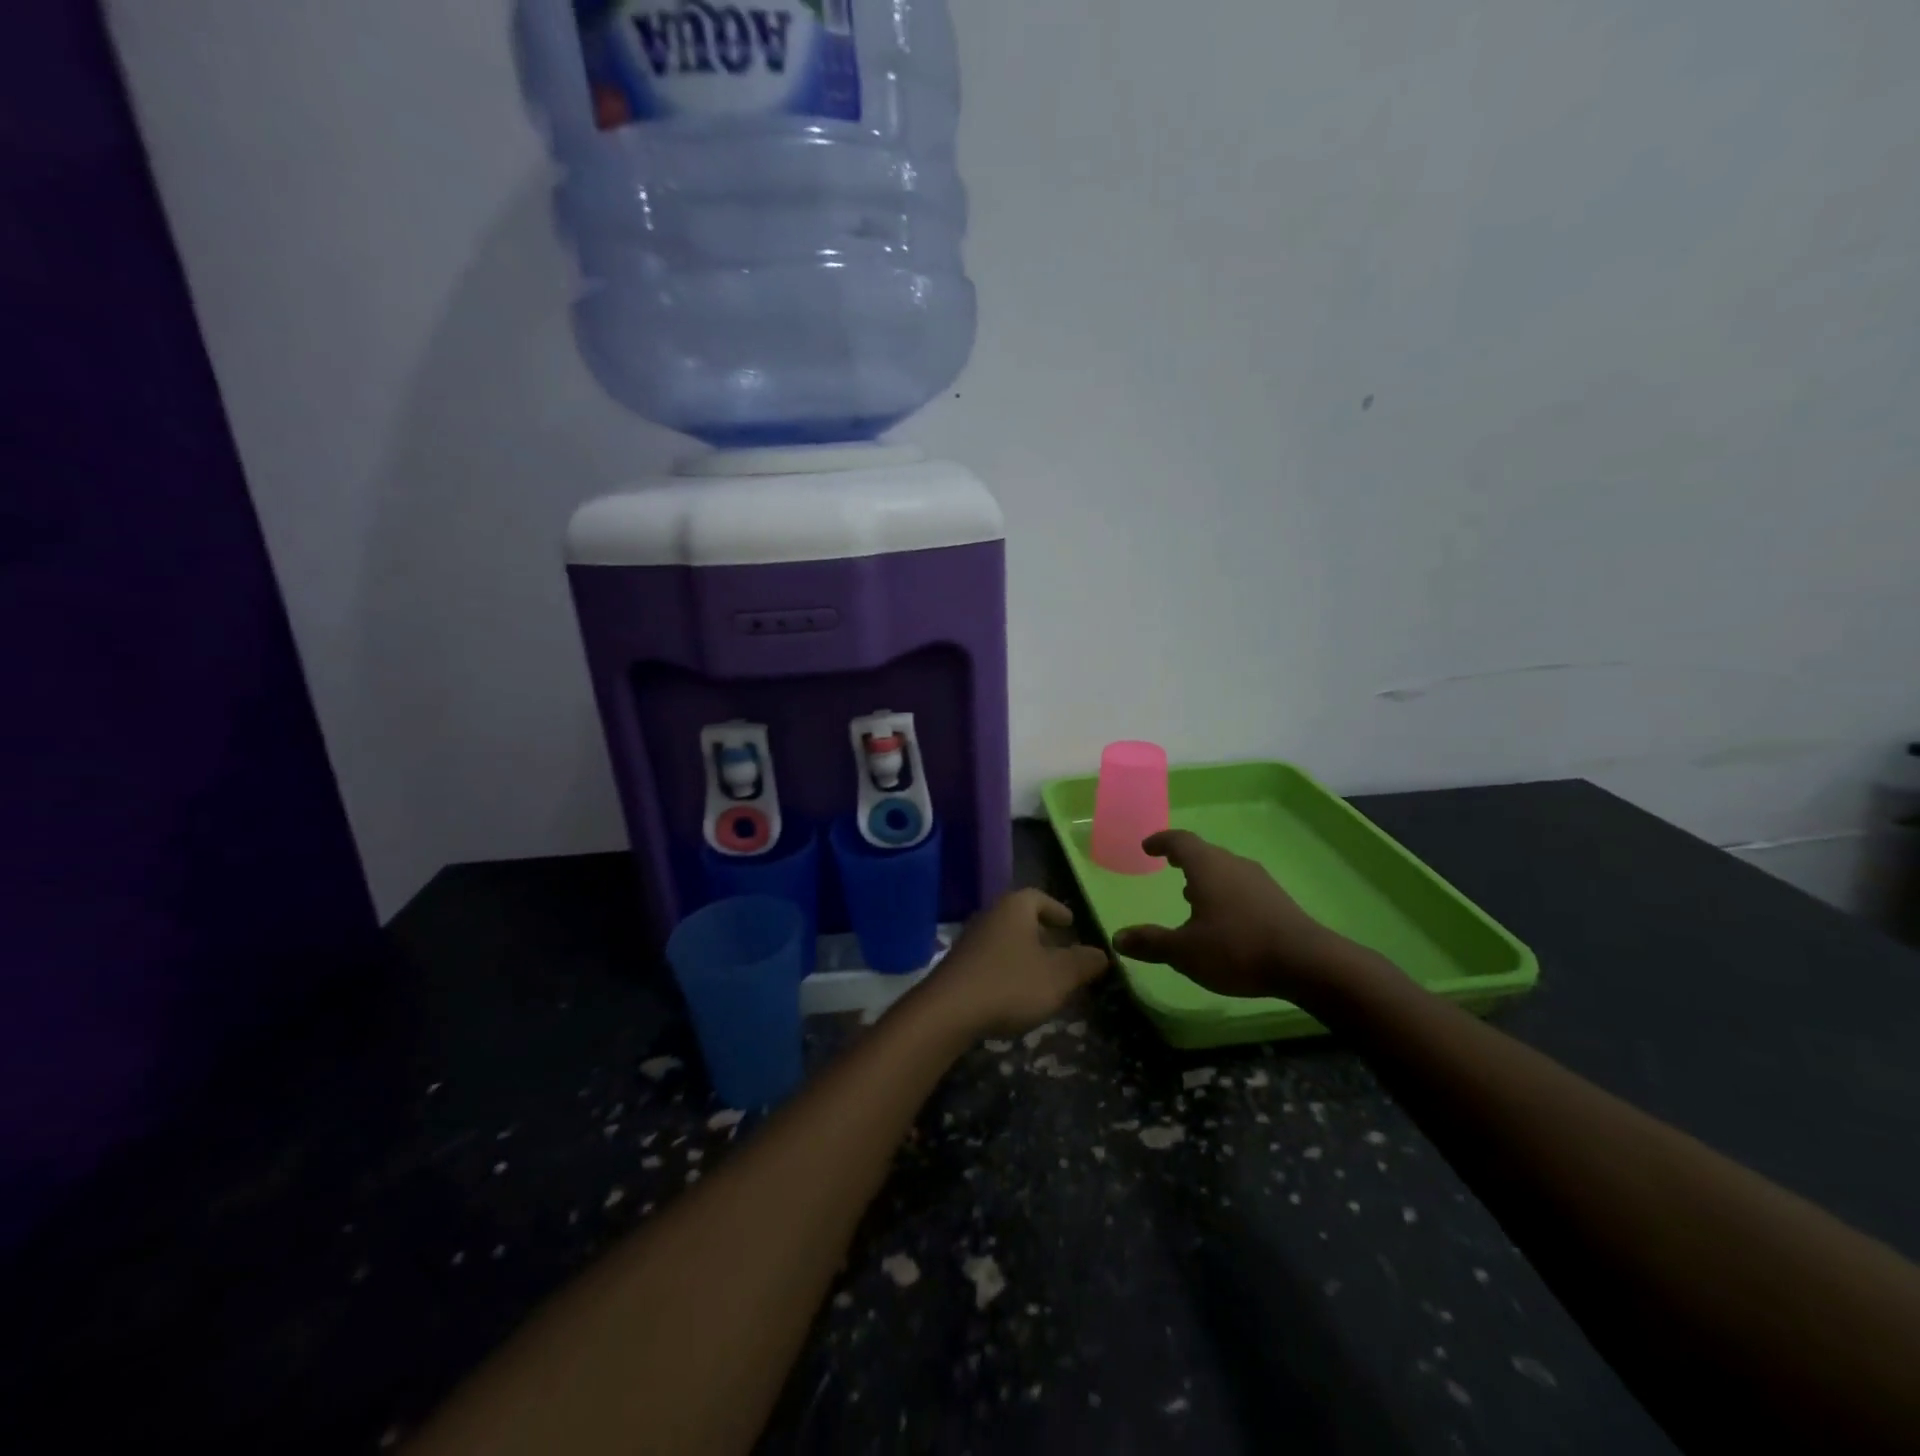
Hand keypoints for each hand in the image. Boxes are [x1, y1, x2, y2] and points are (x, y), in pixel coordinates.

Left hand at [915, 890, 1109, 1040]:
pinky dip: (1007, 969)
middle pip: (1020, 917)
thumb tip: (1101, 953)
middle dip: (1041, 932)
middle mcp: (990, 916)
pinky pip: (990, 959)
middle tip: (1060, 948)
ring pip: (1004, 939)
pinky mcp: (958, 966)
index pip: (1038, 897)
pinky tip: (1015, 992)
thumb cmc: (1010, 984)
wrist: (948, 1011)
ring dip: (1023, 952)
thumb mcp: (1058, 976)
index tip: (1070, 922)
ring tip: (1042, 973)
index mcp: (1015, 908)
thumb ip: (1082, 963)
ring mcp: (970, 940)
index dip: (1056, 909)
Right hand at [1114, 829, 1357, 999]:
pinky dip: (1224, 892)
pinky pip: (1241, 886)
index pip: (1180, 841)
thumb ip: (1151, 942)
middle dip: (1184, 858)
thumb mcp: (1184, 951)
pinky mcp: (1277, 900)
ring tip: (1191, 894)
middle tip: (1168, 865)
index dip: (1161, 841)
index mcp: (1207, 867)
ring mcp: (1259, 881)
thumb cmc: (1236, 948)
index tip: (1148, 847)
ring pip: (1225, 869)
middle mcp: (1233, 865)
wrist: (1306, 963)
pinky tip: (1223, 917)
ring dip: (1205, 877)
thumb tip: (1118, 938)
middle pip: (1204, 853)